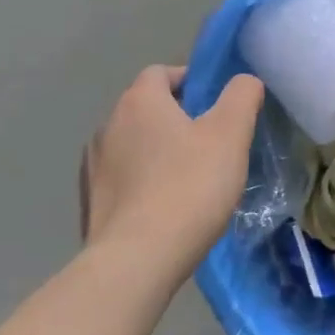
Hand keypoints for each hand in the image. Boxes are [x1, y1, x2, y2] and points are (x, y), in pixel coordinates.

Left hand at [81, 65, 264, 285]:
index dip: (191, 80)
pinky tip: (166, 206)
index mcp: (139, 102)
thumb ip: (241, 96)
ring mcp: (92, 166)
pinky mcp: (89, 203)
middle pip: (146, 108)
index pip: (161, 72)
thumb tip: (244, 81)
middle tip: (211, 142)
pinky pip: (123, 178)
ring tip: (190, 177)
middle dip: (177, 117)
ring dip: (158, 151)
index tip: (217, 104)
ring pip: (133, 144)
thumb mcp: (230, 134)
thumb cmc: (189, 186)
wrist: (135, 262)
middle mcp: (108, 125)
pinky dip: (143, 182)